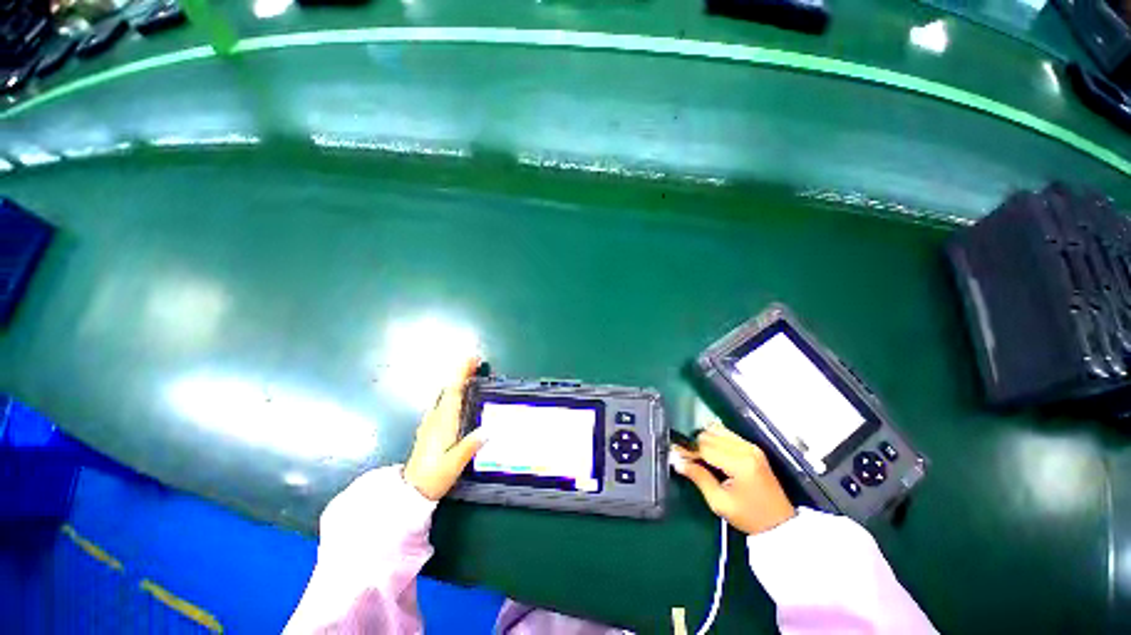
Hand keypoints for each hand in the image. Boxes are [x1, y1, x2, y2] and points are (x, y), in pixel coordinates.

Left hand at [403, 357, 486, 500]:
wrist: (410, 492)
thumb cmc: (433, 477)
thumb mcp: (455, 463)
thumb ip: (471, 445)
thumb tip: (490, 429)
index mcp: (444, 422)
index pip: (453, 391)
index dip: (462, 373)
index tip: (473, 359)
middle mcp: (435, 418)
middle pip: (448, 389)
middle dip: (461, 373)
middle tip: (476, 364)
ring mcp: (430, 423)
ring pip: (443, 395)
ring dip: (456, 382)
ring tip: (469, 376)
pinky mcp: (429, 429)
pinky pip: (441, 403)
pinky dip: (450, 393)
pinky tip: (455, 398)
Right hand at [673, 421, 795, 535]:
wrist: (780, 524)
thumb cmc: (750, 517)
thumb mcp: (720, 502)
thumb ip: (698, 477)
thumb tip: (677, 461)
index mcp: (740, 463)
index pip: (705, 447)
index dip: (687, 450)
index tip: (674, 454)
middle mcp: (746, 449)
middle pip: (710, 435)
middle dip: (694, 444)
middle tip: (685, 458)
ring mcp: (751, 446)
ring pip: (717, 431)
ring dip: (704, 440)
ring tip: (697, 456)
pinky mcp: (752, 448)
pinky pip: (727, 434)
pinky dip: (714, 439)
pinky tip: (710, 452)